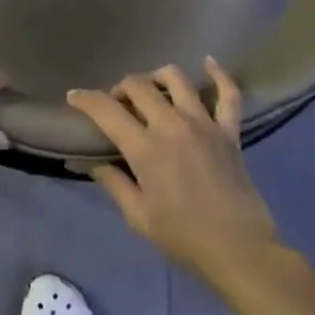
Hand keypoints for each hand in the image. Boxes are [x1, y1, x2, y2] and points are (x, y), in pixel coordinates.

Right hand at [67, 61, 283, 288]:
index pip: (107, 110)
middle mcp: (172, 125)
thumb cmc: (184, 238)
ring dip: (156, 78)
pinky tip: (209, 62)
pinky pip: (228, 94)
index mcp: (146, 148)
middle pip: (138, 86)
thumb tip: (92, 163)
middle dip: (120, 89)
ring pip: (176, 79)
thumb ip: (114, 184)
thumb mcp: (139, 217)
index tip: (75, 96)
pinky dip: (219, 75)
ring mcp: (204, 124)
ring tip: (151, 91)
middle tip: (117, 105)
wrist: (240, 251)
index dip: (86, 99)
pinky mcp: (229, 131)